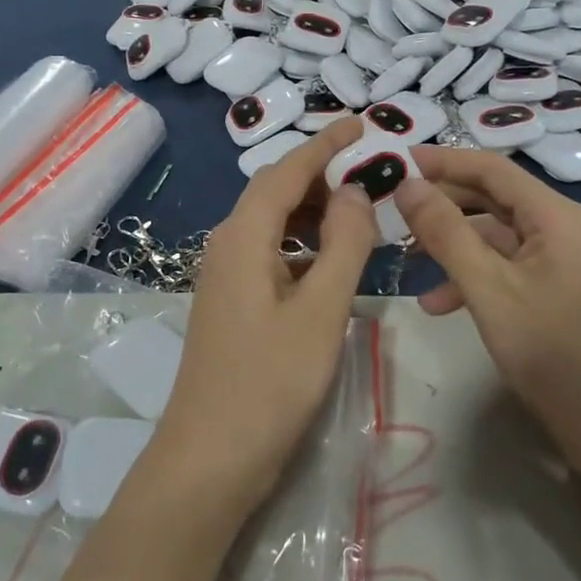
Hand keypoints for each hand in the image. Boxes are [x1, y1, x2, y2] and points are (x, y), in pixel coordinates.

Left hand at [148, 118, 377, 515]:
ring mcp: (224, 275)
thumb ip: (343, 244)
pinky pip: (270, 252)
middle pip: (276, 192)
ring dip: (313, 211)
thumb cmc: (270, 382)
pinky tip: (329, 261)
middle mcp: (227, 245)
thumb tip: (354, 190)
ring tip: (358, 212)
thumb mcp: (321, 310)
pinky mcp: (231, 302)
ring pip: (272, 223)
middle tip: (370, 171)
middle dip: (321, 174)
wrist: (210, 457)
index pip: (287, 171)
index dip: (325, 143)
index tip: (360, 123)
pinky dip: (302, 244)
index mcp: (244, 236)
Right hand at [394, 147, 580, 460]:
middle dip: (441, 204)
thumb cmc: (553, 350)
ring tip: (405, 258)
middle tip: (391, 211)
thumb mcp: (488, 288)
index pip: (490, 168)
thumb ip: (445, 232)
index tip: (392, 162)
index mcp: (554, 215)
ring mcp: (559, 261)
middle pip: (491, 198)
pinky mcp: (554, 291)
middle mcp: (560, 227)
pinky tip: (436, 304)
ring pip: (494, 235)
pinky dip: (471, 276)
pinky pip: (504, 267)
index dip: (441, 161)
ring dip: (451, 244)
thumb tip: (407, 184)